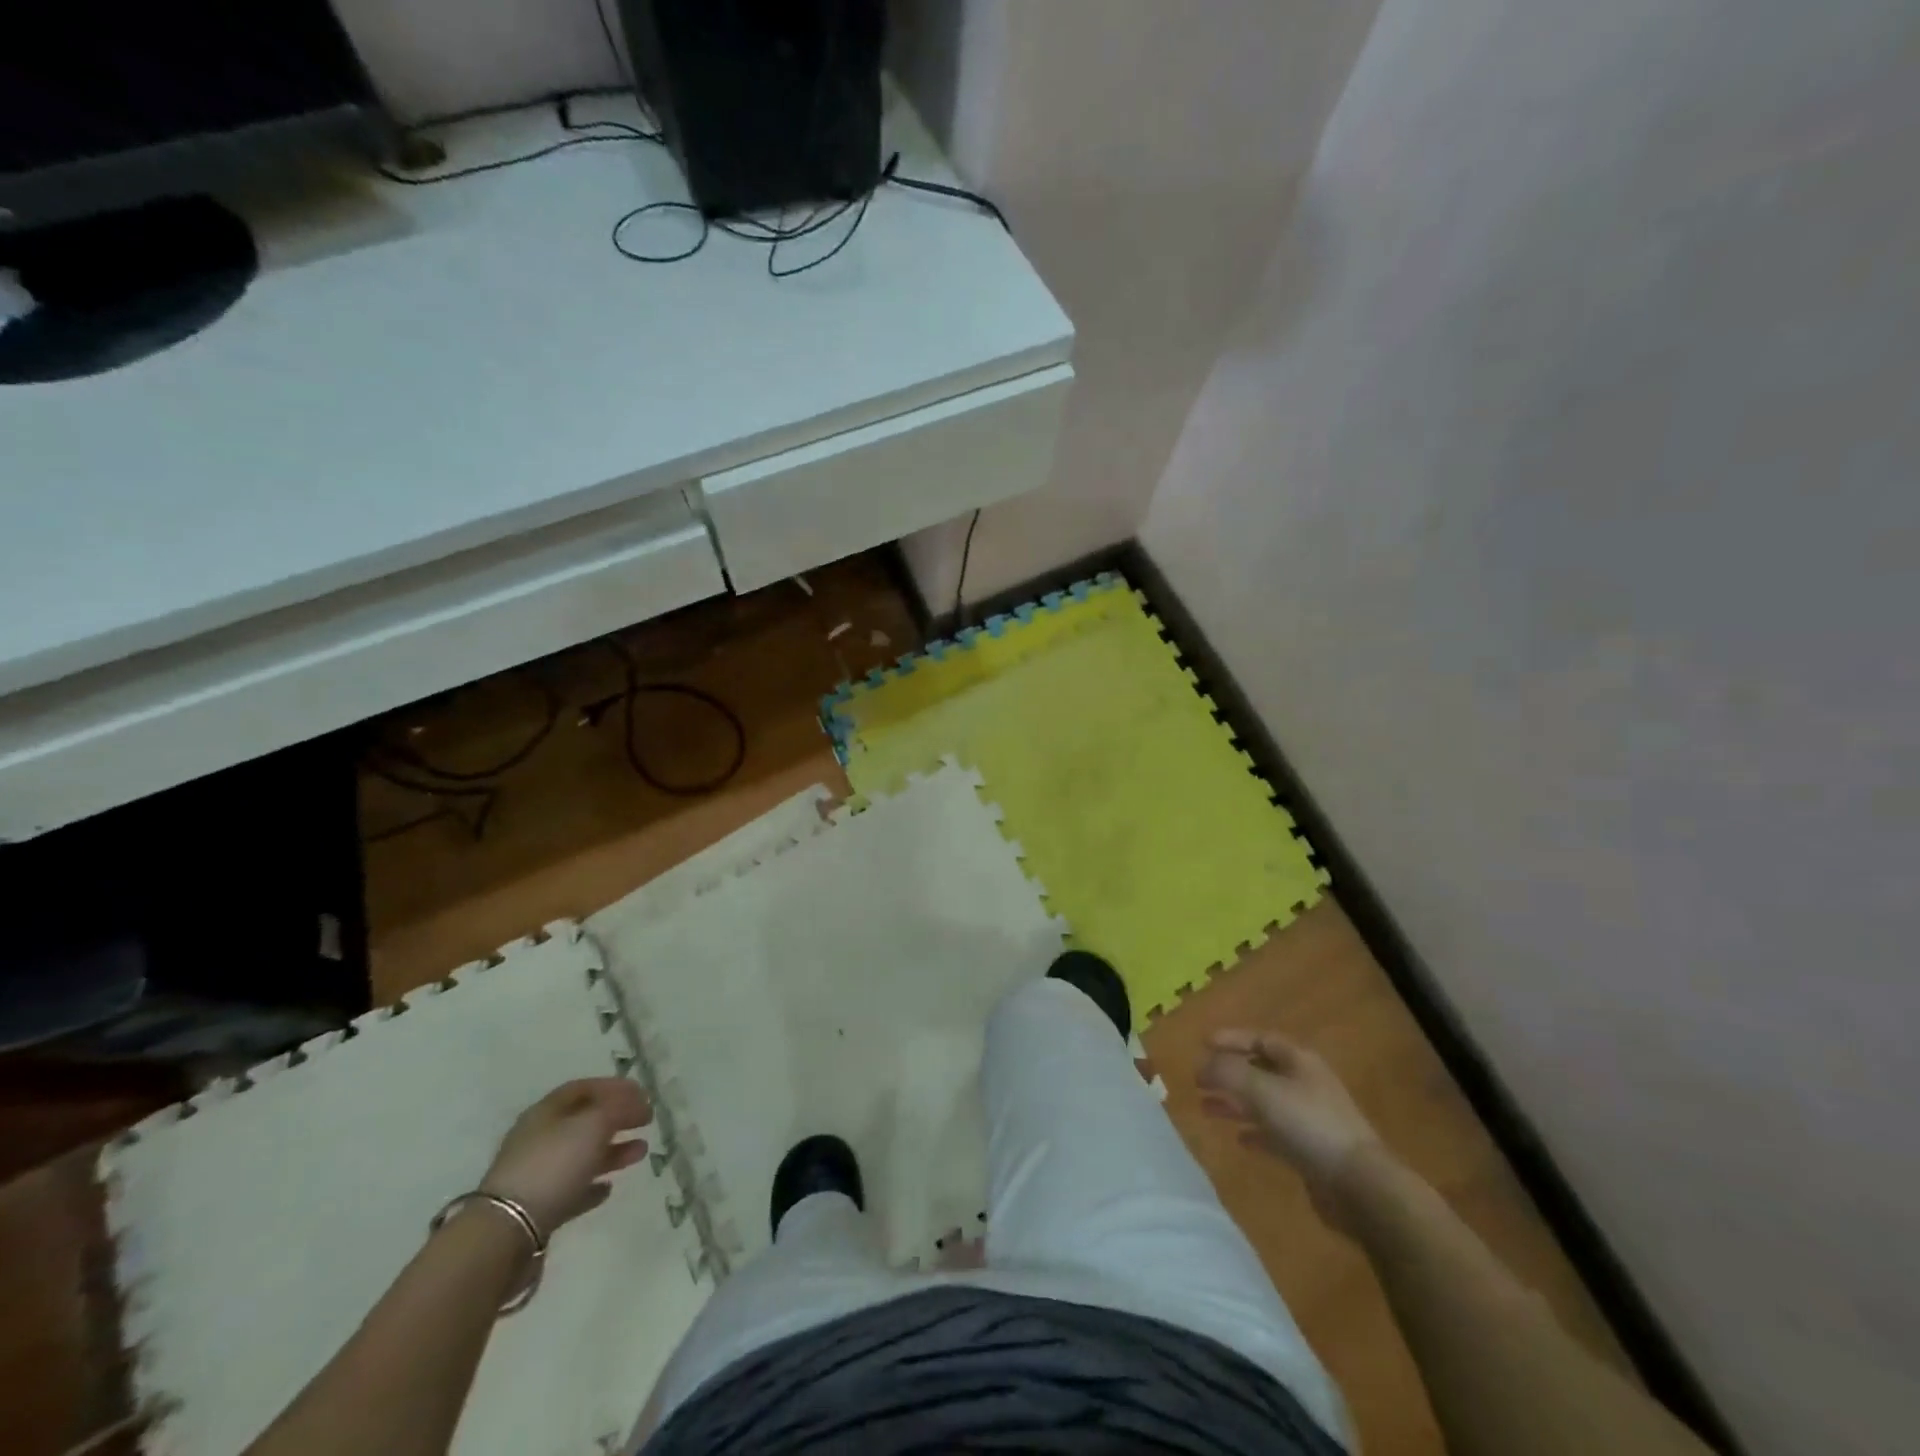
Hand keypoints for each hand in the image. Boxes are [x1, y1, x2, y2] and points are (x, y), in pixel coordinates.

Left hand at [480, 1078, 651, 1235]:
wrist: (506, 1232)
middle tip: (647, 1121)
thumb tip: (638, 1103)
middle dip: (617, 1119)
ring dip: (612, 1151)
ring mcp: (536, 1175)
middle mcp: (539, 1138)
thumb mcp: (594, 1124)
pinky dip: (591, 1185)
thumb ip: (620, 1108)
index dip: (615, 1087)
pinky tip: (608, 1188)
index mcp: (546, 1112)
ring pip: (581, 1155)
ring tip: (641, 1153)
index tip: (643, 1094)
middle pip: (584, 1121)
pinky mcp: (537, 1209)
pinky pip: (570, 1189)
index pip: (584, 1088)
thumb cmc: (554, 1164)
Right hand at [1198, 1029, 1383, 1227]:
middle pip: (1261, 1071)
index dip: (1232, 1039)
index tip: (1203, 1044)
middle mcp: (1306, 1084)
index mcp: (1299, 1062)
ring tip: (1206, 1108)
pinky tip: (1239, 1139)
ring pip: (1264, 1103)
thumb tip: (1201, 1065)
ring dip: (1236, 1103)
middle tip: (1199, 1081)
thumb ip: (1227, 1072)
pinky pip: (1276, 1134)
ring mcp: (1311, 1119)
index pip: (1261, 1039)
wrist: (1359, 1186)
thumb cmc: (1309, 1125)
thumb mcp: (1261, 1090)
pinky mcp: (1312, 1151)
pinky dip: (1255, 1132)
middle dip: (1229, 1074)